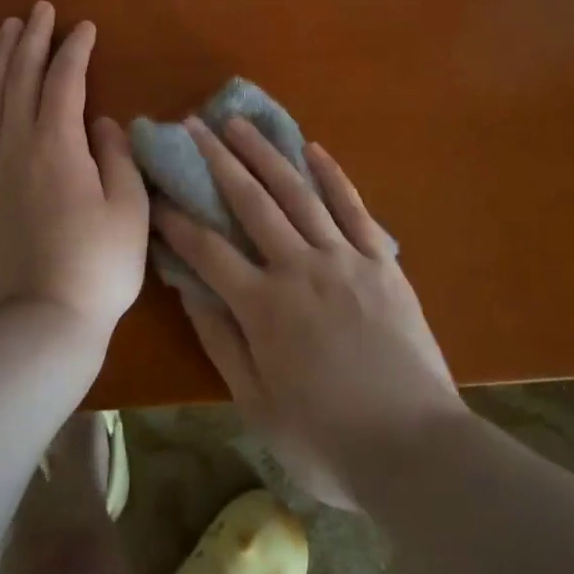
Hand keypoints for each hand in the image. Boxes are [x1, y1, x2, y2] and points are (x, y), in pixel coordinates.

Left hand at [0, 3, 148, 345]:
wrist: (37, 326)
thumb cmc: (97, 268)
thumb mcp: (129, 209)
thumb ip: (116, 157)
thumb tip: (103, 122)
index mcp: (59, 143)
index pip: (65, 80)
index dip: (75, 49)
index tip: (85, 27)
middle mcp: (16, 143)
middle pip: (21, 77)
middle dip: (32, 39)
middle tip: (40, 9)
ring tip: (7, 29)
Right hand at [155, 117, 462, 506]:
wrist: (417, 450)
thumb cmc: (329, 440)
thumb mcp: (259, 406)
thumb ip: (222, 344)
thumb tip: (190, 291)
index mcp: (264, 306)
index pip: (207, 250)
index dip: (177, 219)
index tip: (156, 191)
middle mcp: (299, 267)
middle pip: (250, 202)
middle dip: (216, 161)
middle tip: (193, 125)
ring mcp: (343, 257)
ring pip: (297, 192)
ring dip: (265, 153)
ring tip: (238, 123)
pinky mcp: (381, 260)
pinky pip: (353, 207)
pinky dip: (332, 175)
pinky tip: (312, 148)